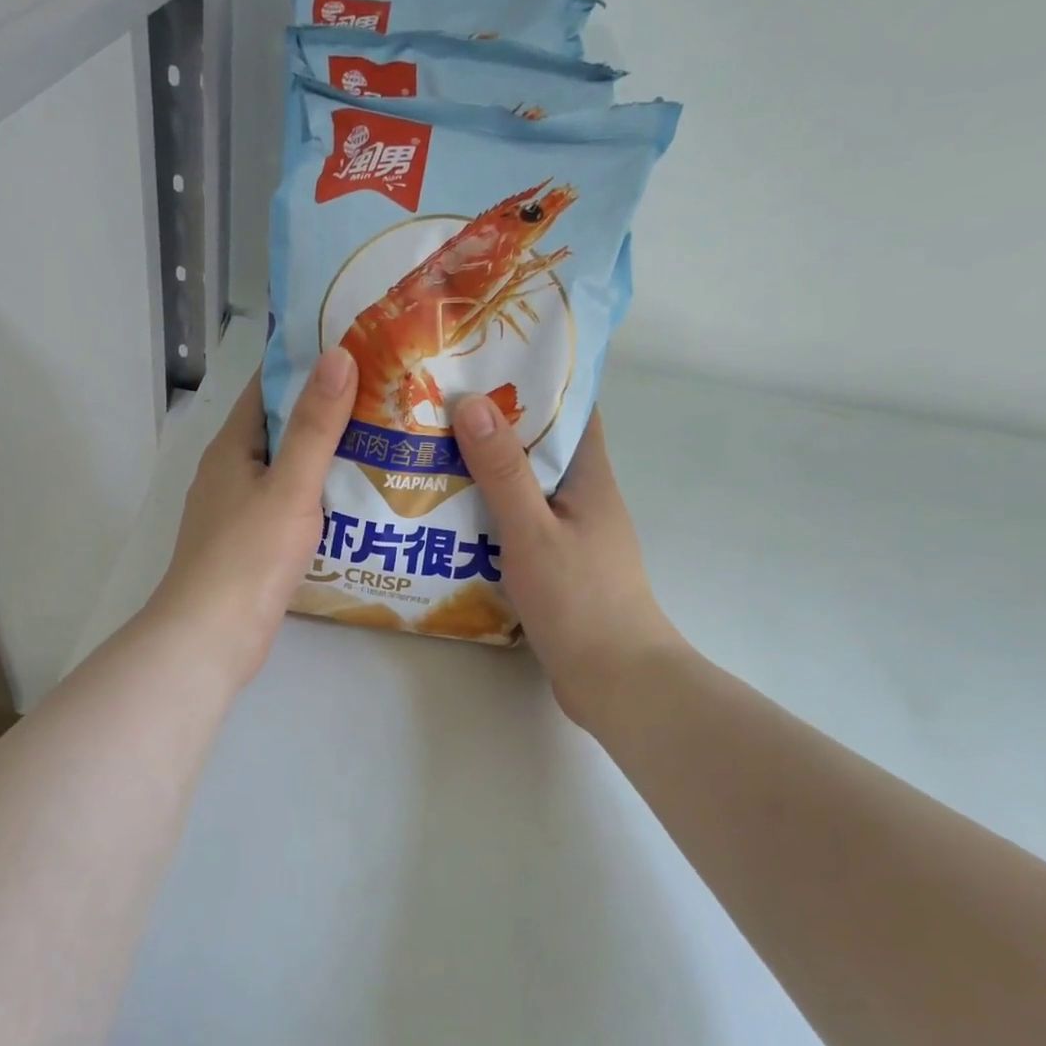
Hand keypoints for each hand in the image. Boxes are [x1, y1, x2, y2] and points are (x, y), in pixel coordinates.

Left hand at [147, 349, 357, 688]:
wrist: (212, 637)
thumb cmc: (249, 555)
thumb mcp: (290, 485)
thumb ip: (315, 425)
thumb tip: (338, 355)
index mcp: (231, 448)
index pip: (267, 388)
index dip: (306, 366)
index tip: (357, 351)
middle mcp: (230, 473)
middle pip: (280, 429)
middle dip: (326, 412)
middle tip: (386, 399)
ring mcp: (238, 512)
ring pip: (286, 471)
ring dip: (326, 458)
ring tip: (384, 444)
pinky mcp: (251, 546)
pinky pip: (289, 507)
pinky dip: (318, 498)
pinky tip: (357, 502)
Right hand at [452, 395, 689, 727]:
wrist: (614, 680)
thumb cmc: (578, 600)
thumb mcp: (532, 530)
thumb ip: (503, 472)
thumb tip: (473, 403)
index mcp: (590, 478)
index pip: (572, 411)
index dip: (537, 382)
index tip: (486, 365)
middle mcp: (584, 498)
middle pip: (541, 448)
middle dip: (496, 426)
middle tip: (439, 410)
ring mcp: (571, 534)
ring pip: (526, 489)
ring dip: (487, 473)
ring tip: (431, 457)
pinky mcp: (556, 566)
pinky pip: (518, 525)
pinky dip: (489, 515)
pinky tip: (448, 518)